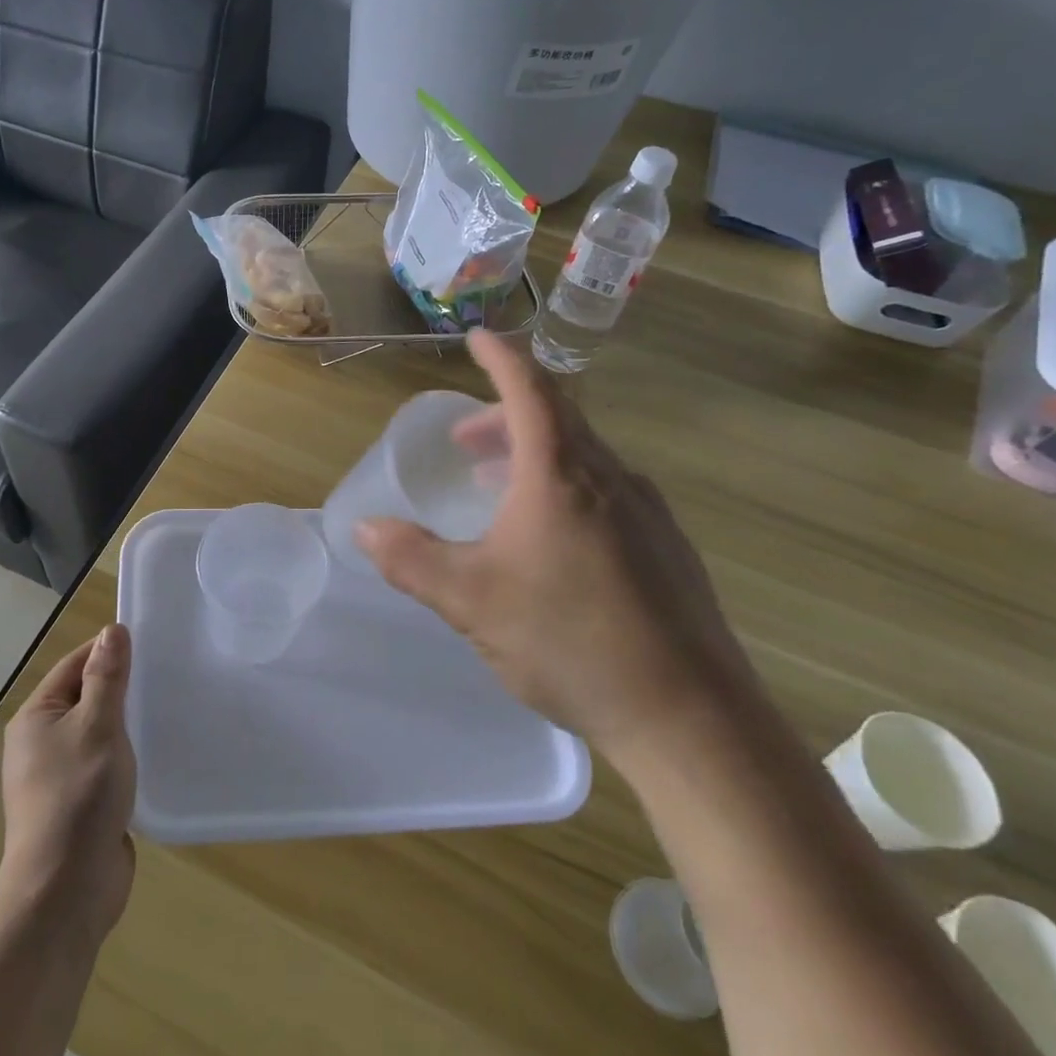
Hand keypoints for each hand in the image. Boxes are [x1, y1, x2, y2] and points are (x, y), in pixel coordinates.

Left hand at [0, 625, 136, 941]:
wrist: (65, 892)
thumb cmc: (78, 796)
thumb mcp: (97, 726)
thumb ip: (107, 677)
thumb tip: (111, 631)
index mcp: (36, 718)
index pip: (74, 666)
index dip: (107, 651)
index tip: (148, 643)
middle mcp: (42, 743)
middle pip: (86, 698)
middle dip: (122, 688)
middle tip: (166, 674)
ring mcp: (60, 777)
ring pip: (99, 733)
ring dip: (128, 724)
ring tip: (168, 709)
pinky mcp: (80, 805)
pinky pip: (106, 765)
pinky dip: (128, 756)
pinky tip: (157, 753)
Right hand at [354, 331, 757, 760]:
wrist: (690, 719)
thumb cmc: (571, 641)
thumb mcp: (471, 600)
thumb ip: (412, 559)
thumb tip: (365, 529)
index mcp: (561, 475)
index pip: (530, 390)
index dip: (501, 357)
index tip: (478, 336)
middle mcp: (610, 478)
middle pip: (555, 420)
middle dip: (503, 417)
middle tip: (464, 440)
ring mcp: (647, 512)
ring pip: (582, 457)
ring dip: (533, 455)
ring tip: (496, 485)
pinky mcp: (666, 548)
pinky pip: (606, 491)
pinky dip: (565, 487)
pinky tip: (550, 538)